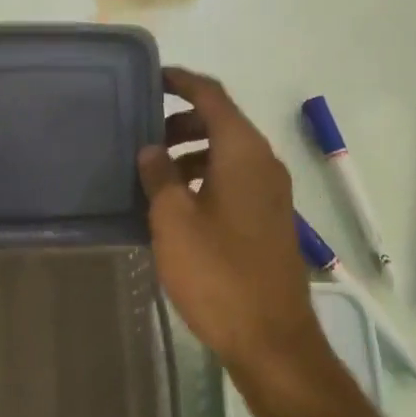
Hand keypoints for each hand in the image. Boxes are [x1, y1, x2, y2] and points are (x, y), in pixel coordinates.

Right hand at [138, 69, 328, 387]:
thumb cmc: (217, 273)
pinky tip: (177, 204)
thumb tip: (151, 148)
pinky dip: (206, 177)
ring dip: (192, 152)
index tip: (151, 78)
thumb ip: (159, 175)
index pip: (212, 95)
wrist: (271, 339)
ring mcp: (271, 193)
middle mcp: (263, 162)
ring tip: (153, 172)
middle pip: (221, 122)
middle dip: (182, 120)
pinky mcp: (270, 220)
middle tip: (143, 134)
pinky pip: (235, 180)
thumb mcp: (173, 220)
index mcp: (243, 151)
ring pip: (228, 153)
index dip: (181, 81)